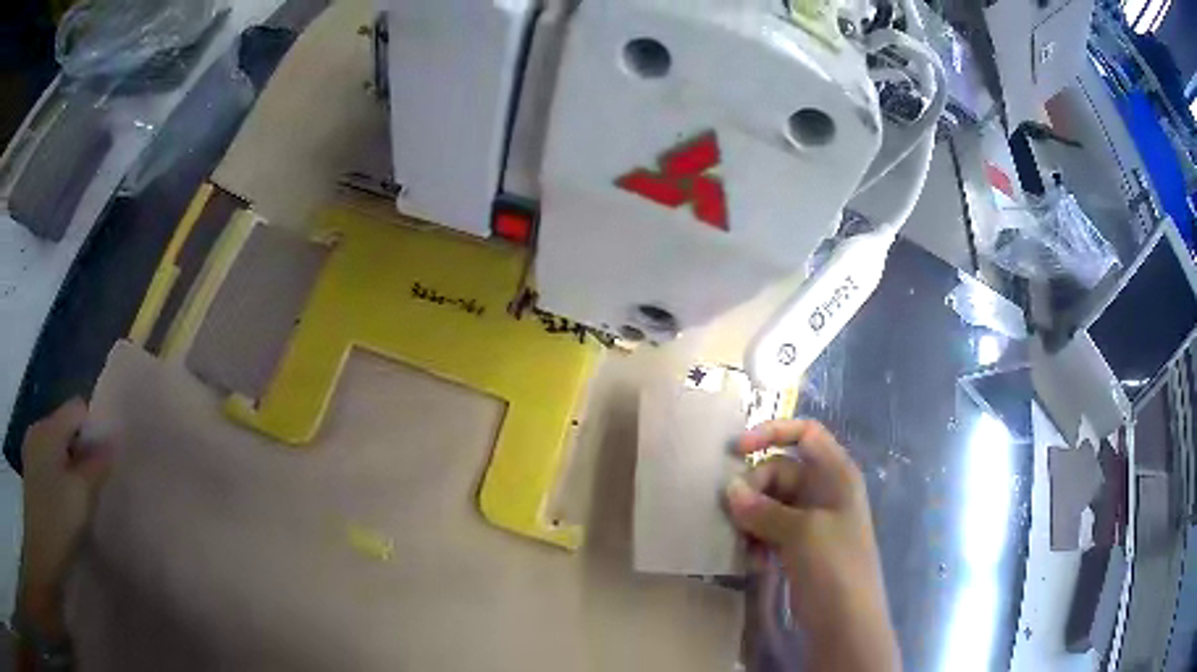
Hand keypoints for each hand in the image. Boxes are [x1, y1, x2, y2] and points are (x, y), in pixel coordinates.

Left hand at [18, 399, 111, 638]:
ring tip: (79, 499)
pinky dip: (60, 477)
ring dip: (71, 467)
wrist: (41, 554)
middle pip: (66, 428)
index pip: (77, 409)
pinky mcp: (31, 473)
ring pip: (57, 448)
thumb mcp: (83, 495)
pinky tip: (64, 504)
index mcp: (49, 428)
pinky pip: (49, 463)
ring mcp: (31, 452)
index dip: (94, 430)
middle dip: (81, 451)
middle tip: (92, 487)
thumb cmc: (59, 521)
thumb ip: (98, 464)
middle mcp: (38, 430)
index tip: (103, 463)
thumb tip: (115, 438)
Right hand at [725, 419, 898, 671]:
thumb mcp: (800, 532)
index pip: (805, 433)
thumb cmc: (834, 566)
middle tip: (733, 515)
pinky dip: (756, 539)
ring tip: (743, 544)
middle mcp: (824, 491)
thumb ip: (763, 509)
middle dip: (753, 489)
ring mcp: (811, 520)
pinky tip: (752, 561)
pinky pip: (769, 529)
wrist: (845, 621)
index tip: (735, 450)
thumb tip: (729, 489)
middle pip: (779, 471)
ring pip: (770, 503)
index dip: (772, 432)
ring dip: (751, 519)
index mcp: (836, 475)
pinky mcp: (798, 546)